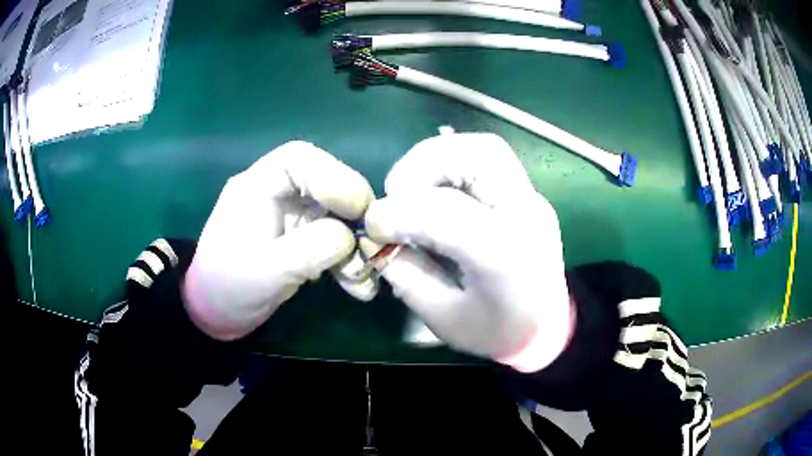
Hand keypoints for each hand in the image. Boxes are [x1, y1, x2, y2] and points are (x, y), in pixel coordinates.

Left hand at [184, 141, 373, 340]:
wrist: (216, 311)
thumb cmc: (229, 287)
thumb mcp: (265, 271)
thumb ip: (307, 249)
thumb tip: (349, 237)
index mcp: (257, 186)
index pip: (299, 159)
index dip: (335, 177)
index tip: (359, 210)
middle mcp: (277, 193)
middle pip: (325, 184)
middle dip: (353, 214)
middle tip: (375, 243)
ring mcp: (291, 216)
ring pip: (335, 215)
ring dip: (355, 245)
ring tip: (365, 278)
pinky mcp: (300, 238)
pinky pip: (332, 240)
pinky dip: (348, 260)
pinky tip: (358, 287)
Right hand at [363, 133, 573, 371]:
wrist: (549, 329)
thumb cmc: (499, 332)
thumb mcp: (445, 318)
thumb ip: (407, 275)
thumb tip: (377, 238)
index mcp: (506, 256)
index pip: (447, 212)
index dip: (400, 213)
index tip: (373, 227)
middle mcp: (525, 214)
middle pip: (479, 155)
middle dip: (424, 164)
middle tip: (397, 192)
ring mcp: (531, 199)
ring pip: (484, 148)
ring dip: (438, 158)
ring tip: (413, 189)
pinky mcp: (527, 195)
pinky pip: (487, 161)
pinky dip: (452, 164)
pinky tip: (436, 191)